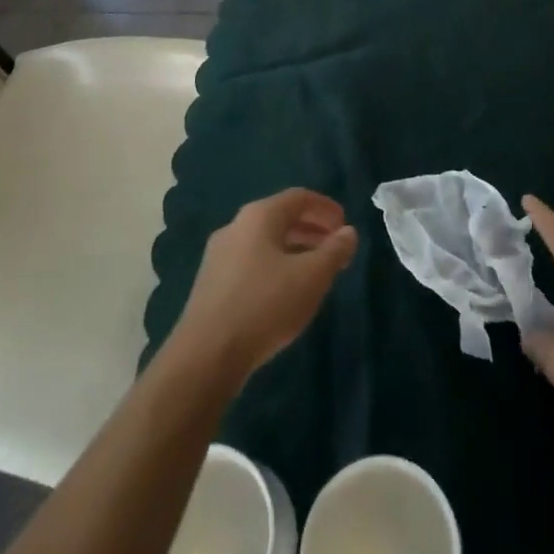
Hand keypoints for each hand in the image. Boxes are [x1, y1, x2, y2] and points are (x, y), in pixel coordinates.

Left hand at [170, 189, 358, 383]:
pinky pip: (251, 263)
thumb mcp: (312, 277)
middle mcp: (235, 227)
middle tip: (335, 248)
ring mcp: (219, 256)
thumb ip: (334, 251)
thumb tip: (348, 232)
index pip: (298, 197)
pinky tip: (286, 293)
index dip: (325, 208)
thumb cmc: (265, 305)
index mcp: (259, 216)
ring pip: (265, 243)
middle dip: (312, 230)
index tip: (345, 225)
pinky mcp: (210, 285)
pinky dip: (275, 267)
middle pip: (280, 218)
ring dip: (294, 250)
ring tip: (316, 272)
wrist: (205, 356)